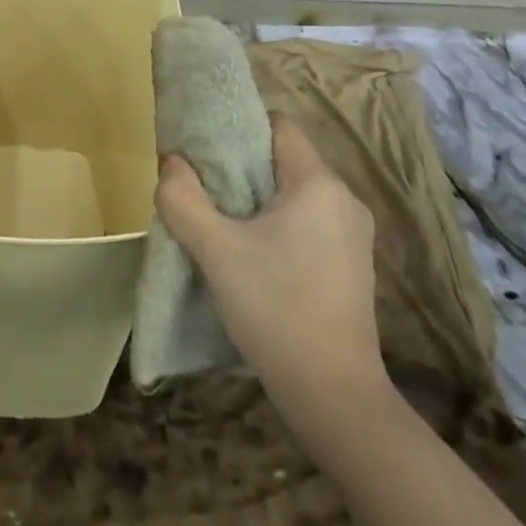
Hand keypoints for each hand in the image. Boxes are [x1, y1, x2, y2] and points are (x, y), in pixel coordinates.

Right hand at [155, 115, 386, 410]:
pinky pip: (309, 224)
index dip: (240, 128)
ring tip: (222, 221)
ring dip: (259, 200)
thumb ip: (183, 199)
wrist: (336, 399)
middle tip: (204, 185)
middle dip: (243, 167)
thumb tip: (171, 163)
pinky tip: (253, 256)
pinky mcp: (352, 268)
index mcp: (319, 184)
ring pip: (296, 195)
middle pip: (285, 160)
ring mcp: (354, 237)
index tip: (206, 147)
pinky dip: (279, 226)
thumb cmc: (277, 309)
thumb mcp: (216, 251)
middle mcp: (345, 200)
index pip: (279, 126)